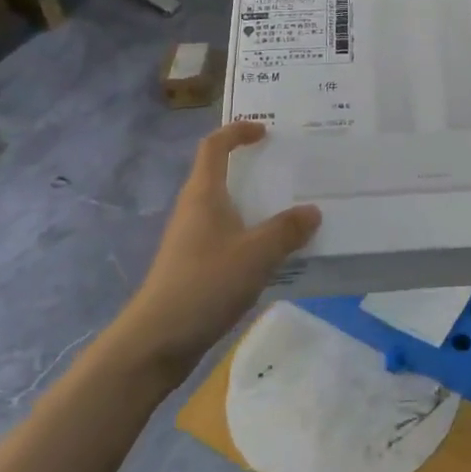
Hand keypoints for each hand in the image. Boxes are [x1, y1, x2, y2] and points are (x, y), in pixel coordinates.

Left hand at [119, 122, 320, 374]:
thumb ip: (287, 230)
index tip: (266, 131)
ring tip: (293, 210)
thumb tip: (312, 211)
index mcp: (203, 195)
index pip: (215, 146)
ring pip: (228, 209)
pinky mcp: (195, 267)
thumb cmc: (205, 284)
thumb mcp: (256, 254)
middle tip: (291, 169)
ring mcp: (192, 240)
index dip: (237, 131)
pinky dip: (253, 235)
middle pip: (221, 175)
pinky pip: (229, 238)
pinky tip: (276, 253)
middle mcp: (195, 210)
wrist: (158, 340)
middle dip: (254, 168)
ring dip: (256, 205)